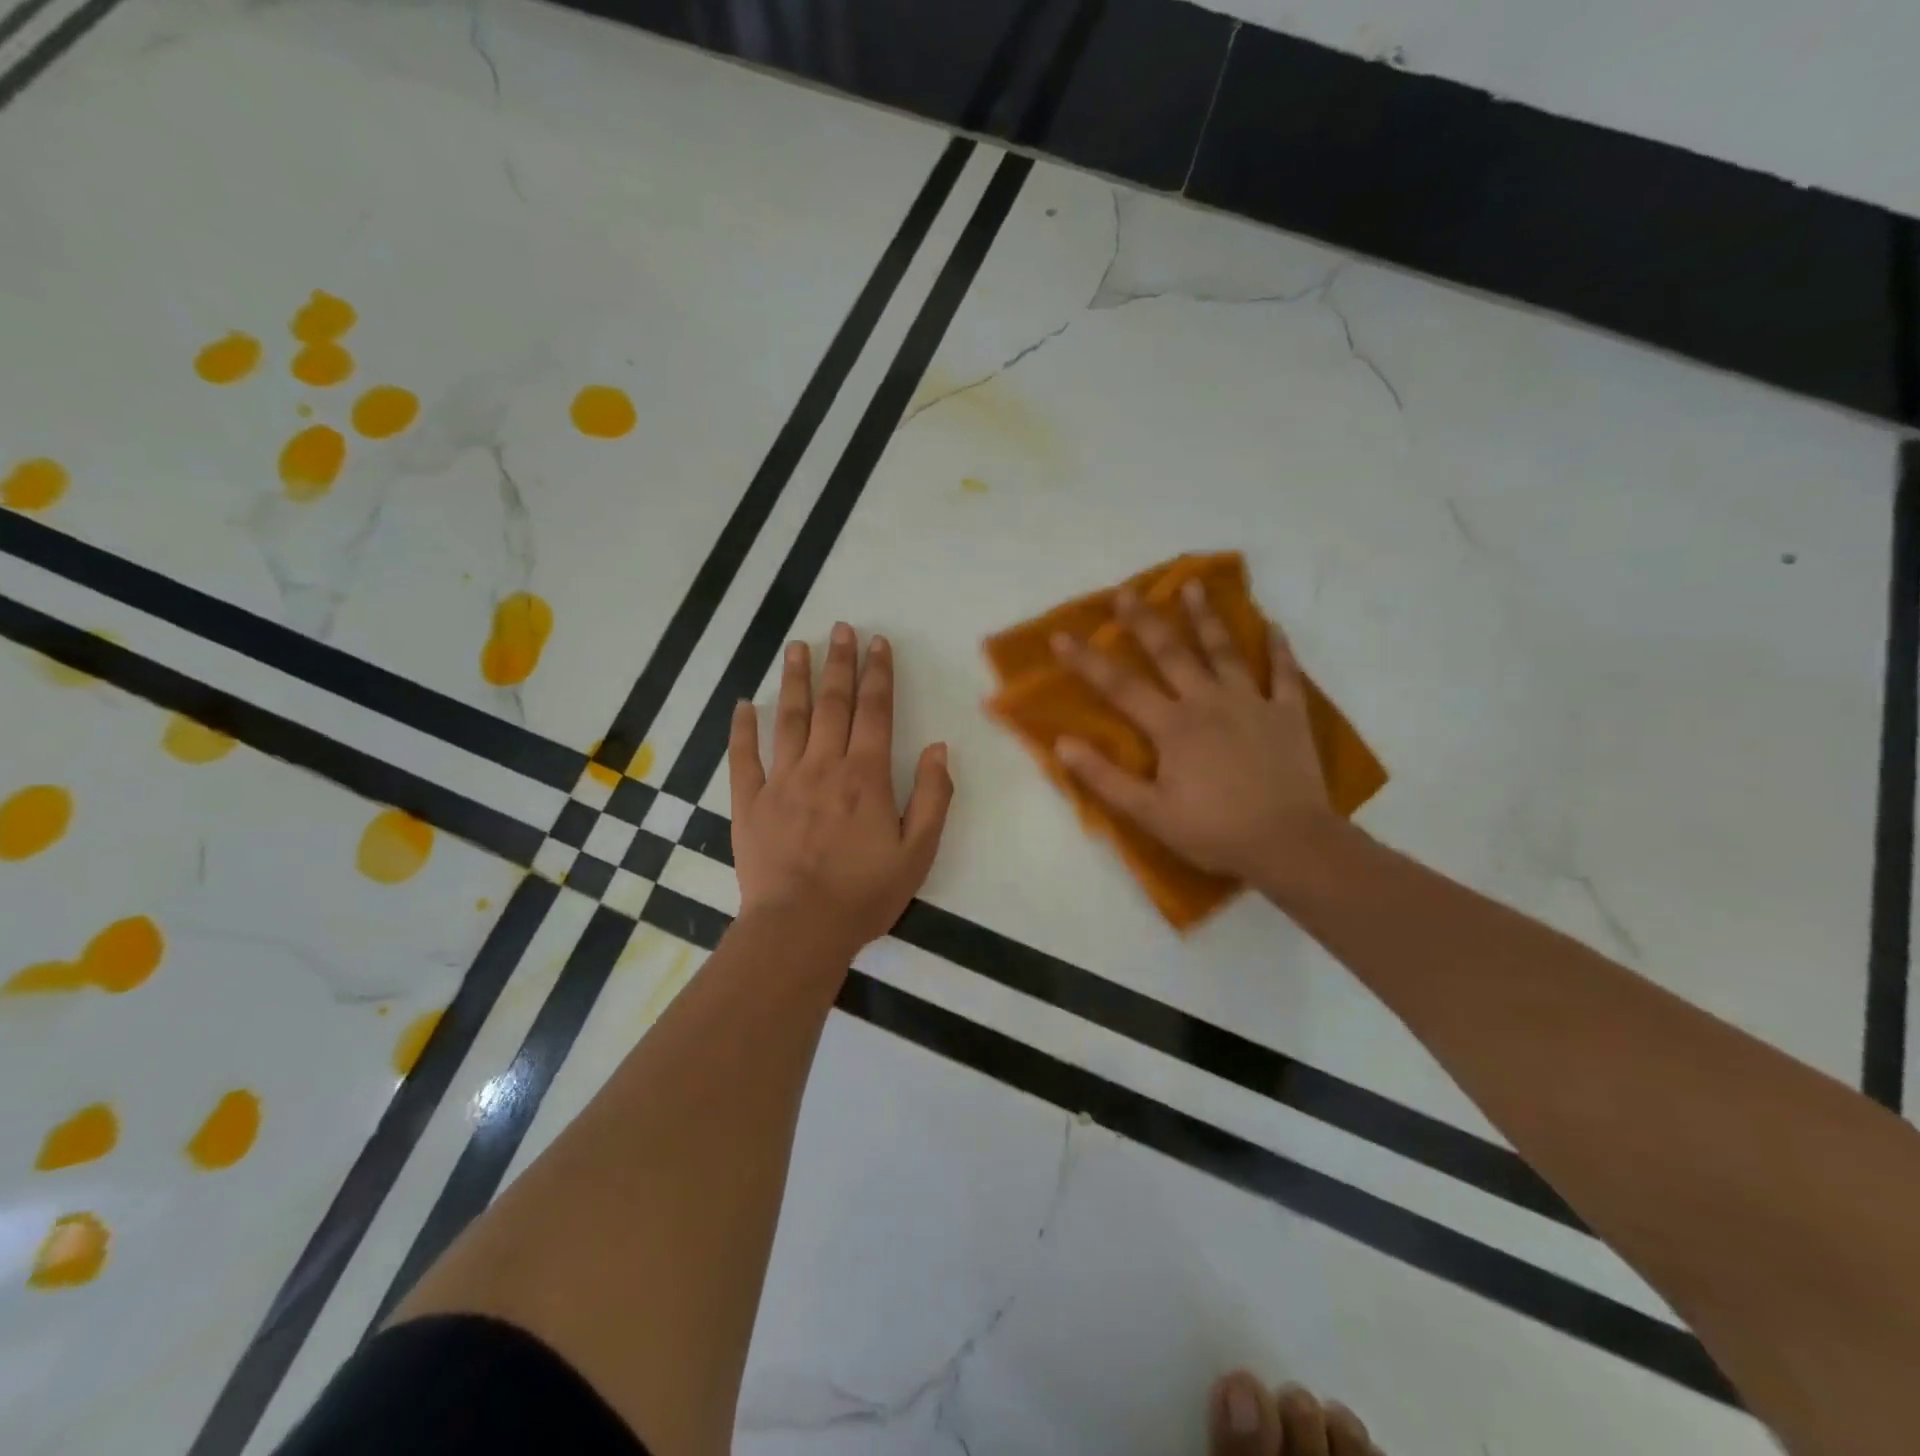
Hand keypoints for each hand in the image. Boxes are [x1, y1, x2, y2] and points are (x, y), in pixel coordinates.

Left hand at [730, 623, 953, 953]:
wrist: (799, 928)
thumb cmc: (864, 893)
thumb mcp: (918, 851)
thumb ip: (934, 797)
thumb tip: (939, 748)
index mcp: (865, 776)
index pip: (875, 712)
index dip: (878, 674)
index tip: (878, 643)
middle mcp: (823, 766)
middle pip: (832, 704)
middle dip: (839, 663)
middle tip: (841, 628)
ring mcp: (782, 781)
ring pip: (789, 719)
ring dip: (795, 680)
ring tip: (797, 647)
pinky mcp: (749, 803)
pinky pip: (744, 758)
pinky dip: (742, 729)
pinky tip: (744, 705)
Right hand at [1052, 580, 1334, 889]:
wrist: (1288, 843)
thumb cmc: (1213, 831)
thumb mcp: (1149, 813)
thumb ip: (1104, 777)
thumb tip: (1062, 744)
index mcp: (1172, 726)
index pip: (1119, 686)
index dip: (1087, 661)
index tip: (1061, 635)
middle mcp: (1208, 702)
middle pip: (1171, 653)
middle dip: (1145, 621)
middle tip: (1127, 591)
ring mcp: (1252, 703)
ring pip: (1225, 651)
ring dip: (1207, 617)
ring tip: (1194, 585)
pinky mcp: (1288, 714)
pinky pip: (1284, 674)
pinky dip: (1279, 649)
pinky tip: (1273, 626)